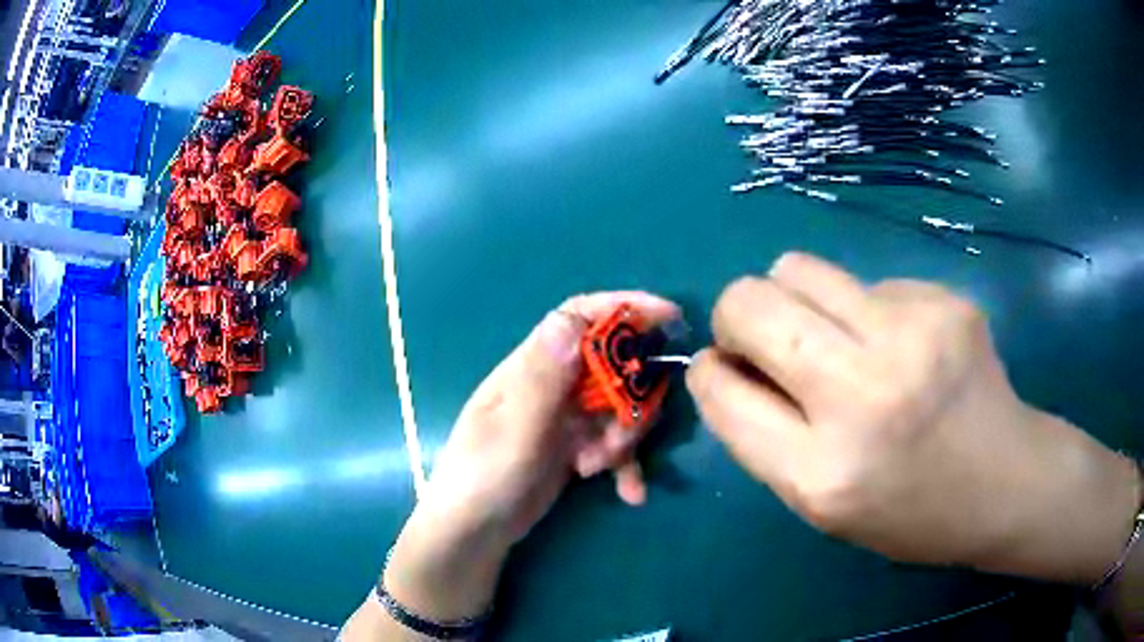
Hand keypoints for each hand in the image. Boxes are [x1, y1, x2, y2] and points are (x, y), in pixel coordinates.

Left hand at [384, 292, 678, 622]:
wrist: (475, 533)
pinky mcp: (575, 448)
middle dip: (631, 397)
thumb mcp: (514, 429)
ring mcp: (565, 418)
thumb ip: (543, 378)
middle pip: (612, 366)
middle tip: (625, 435)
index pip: (578, 318)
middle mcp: (551, 385)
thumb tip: (571, 320)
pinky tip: (629, 493)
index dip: (623, 307)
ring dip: (625, 437)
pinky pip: (614, 445)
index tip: (669, 316)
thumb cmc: (484, 478)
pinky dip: (625, 466)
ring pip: (618, 407)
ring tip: (599, 468)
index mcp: (530, 367)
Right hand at [687, 253, 1140, 582]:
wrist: (1005, 482)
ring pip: (797, 267)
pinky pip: (865, 282)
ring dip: (796, 300)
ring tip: (837, 337)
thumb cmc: (910, 511)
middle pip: (750, 303)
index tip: (725, 368)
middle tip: (767, 341)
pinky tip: (903, 346)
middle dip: (737, 317)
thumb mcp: (822, 506)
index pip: (722, 389)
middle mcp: (863, 394)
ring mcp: (911, 334)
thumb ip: (764, 436)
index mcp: (821, 473)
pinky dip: (865, 310)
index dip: (711, 371)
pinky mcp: (942, 298)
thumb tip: (727, 363)